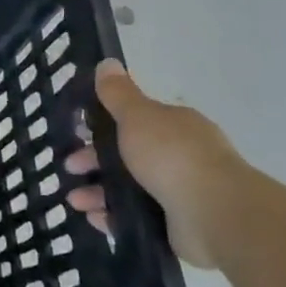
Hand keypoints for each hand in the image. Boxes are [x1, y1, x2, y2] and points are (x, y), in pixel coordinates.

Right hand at [64, 58, 246, 269]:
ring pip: (128, 188)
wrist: (215, 214)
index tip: (77, 134)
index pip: (134, 122)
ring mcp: (179, 192)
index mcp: (174, 127)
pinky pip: (136, 217)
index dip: (102, 126)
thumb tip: (107, 62)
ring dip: (97, 192)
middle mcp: (179, 156)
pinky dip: (113, 217)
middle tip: (69, 169)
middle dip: (93, 161)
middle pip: (127, 156)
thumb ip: (118, 93)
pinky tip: (94, 219)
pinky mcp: (176, 224)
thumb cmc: (172, 156)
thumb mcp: (138, 116)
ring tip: (75, 202)